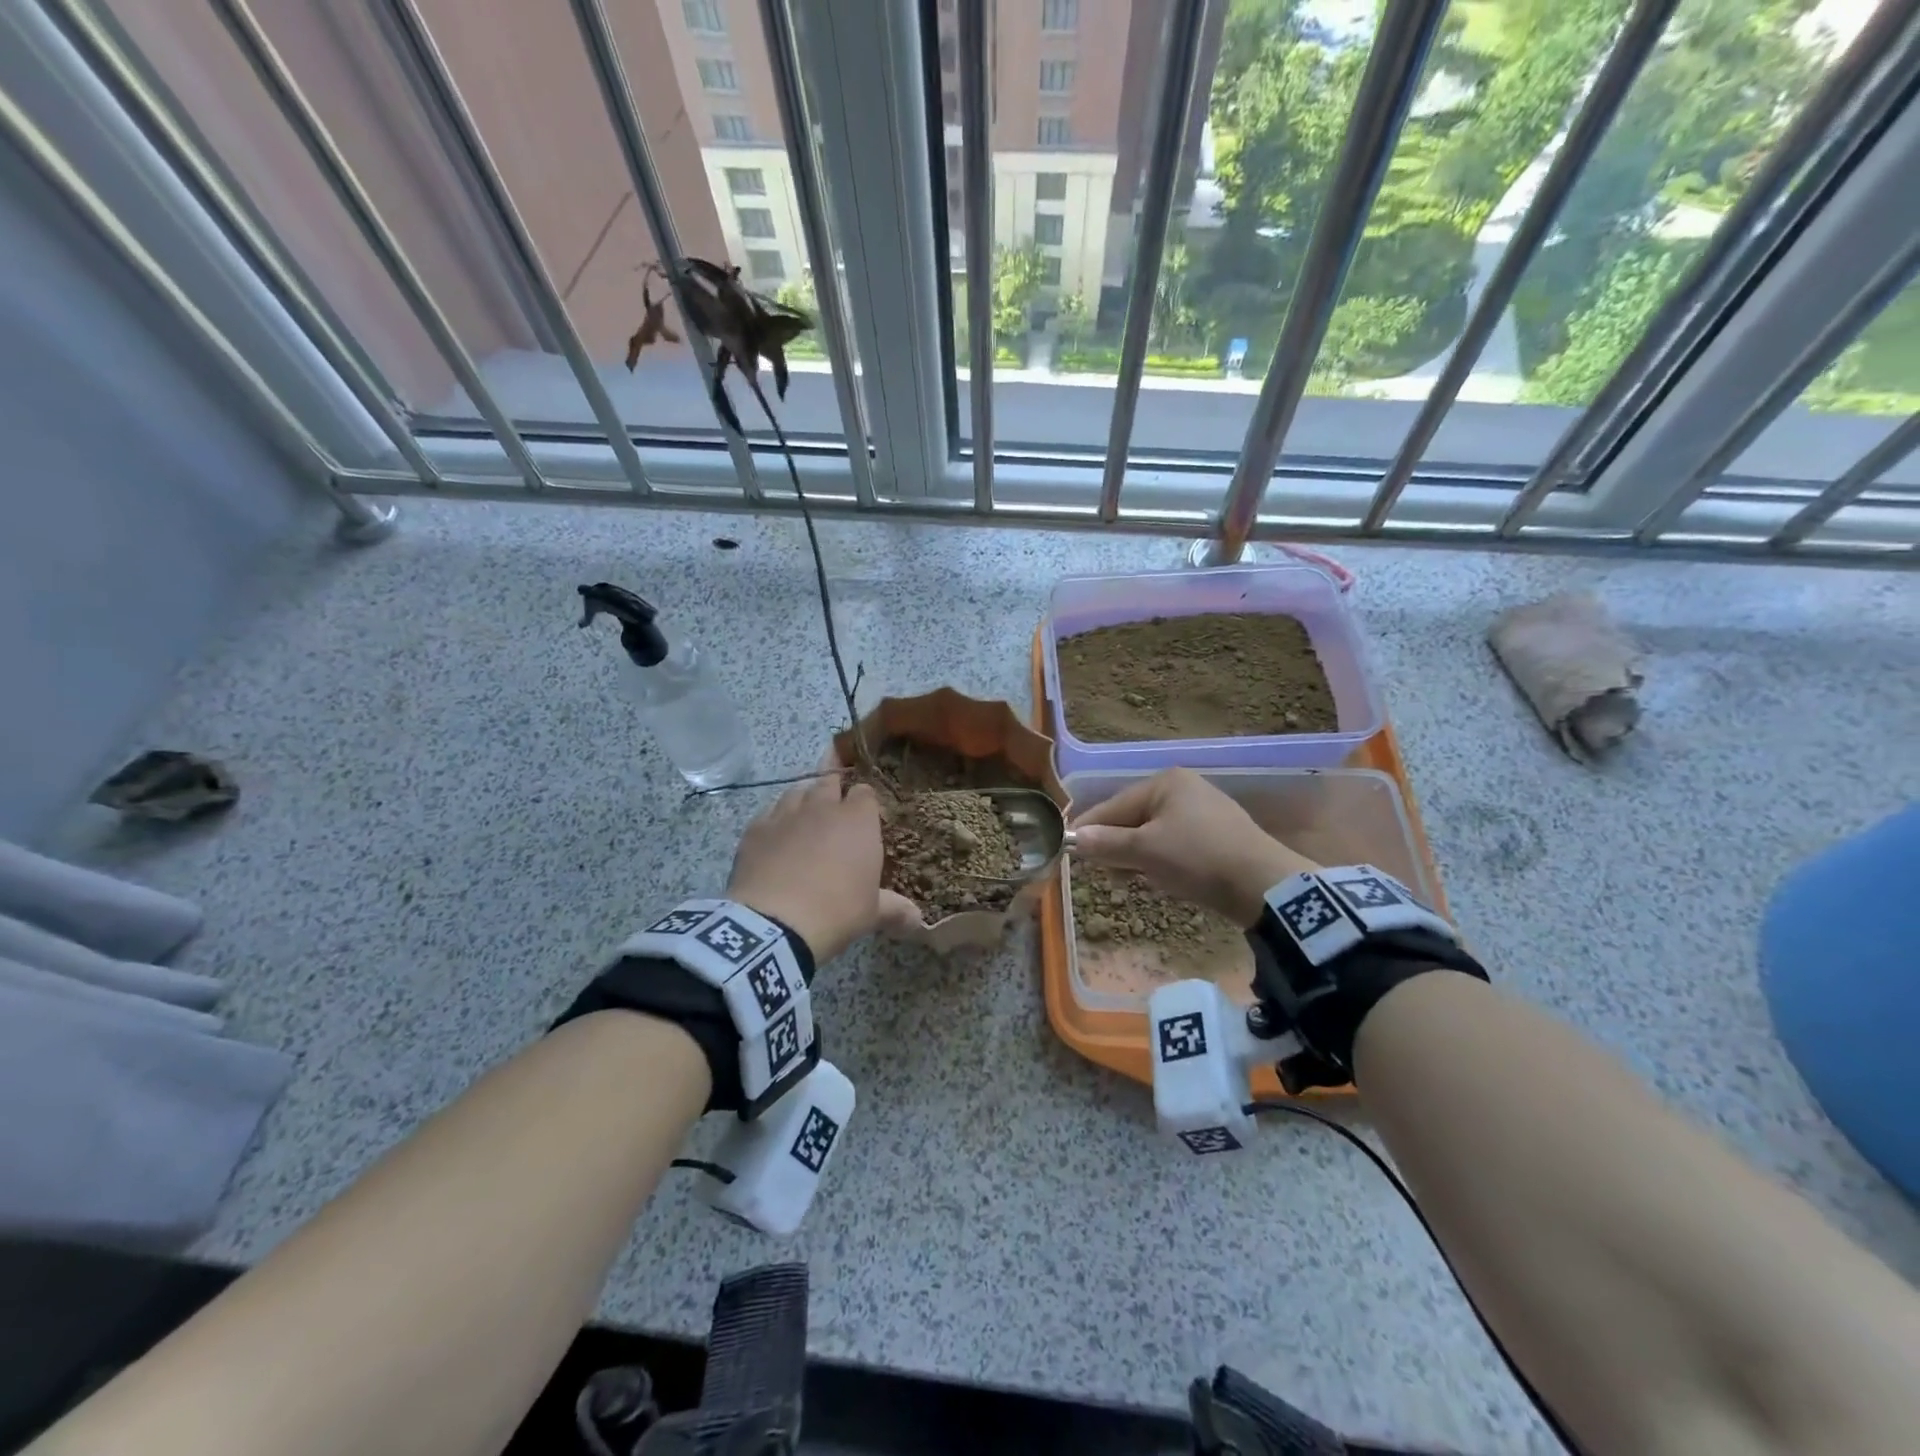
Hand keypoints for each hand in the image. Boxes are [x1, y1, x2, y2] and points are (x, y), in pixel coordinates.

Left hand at [728, 773, 882, 963]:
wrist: (773, 924)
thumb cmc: (836, 912)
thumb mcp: (872, 914)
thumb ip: (895, 909)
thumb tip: (919, 920)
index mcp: (857, 820)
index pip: (865, 792)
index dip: (866, 801)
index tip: (867, 816)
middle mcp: (822, 807)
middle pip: (830, 780)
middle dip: (835, 787)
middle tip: (836, 803)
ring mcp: (785, 814)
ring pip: (797, 790)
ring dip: (805, 798)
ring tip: (807, 815)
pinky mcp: (756, 829)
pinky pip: (769, 812)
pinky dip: (776, 819)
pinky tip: (777, 835)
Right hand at [1069, 768, 1317, 927]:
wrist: (1263, 885)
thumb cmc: (1197, 858)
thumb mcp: (1146, 852)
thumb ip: (1107, 844)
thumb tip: (1073, 839)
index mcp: (1165, 783)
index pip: (1114, 805)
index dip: (1089, 829)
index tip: (1068, 850)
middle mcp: (1183, 789)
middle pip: (1133, 818)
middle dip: (1116, 846)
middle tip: (1102, 872)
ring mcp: (1203, 811)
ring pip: (1153, 833)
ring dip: (1137, 857)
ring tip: (1130, 881)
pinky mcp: (1216, 835)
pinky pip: (1174, 844)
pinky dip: (1161, 860)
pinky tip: (1161, 880)